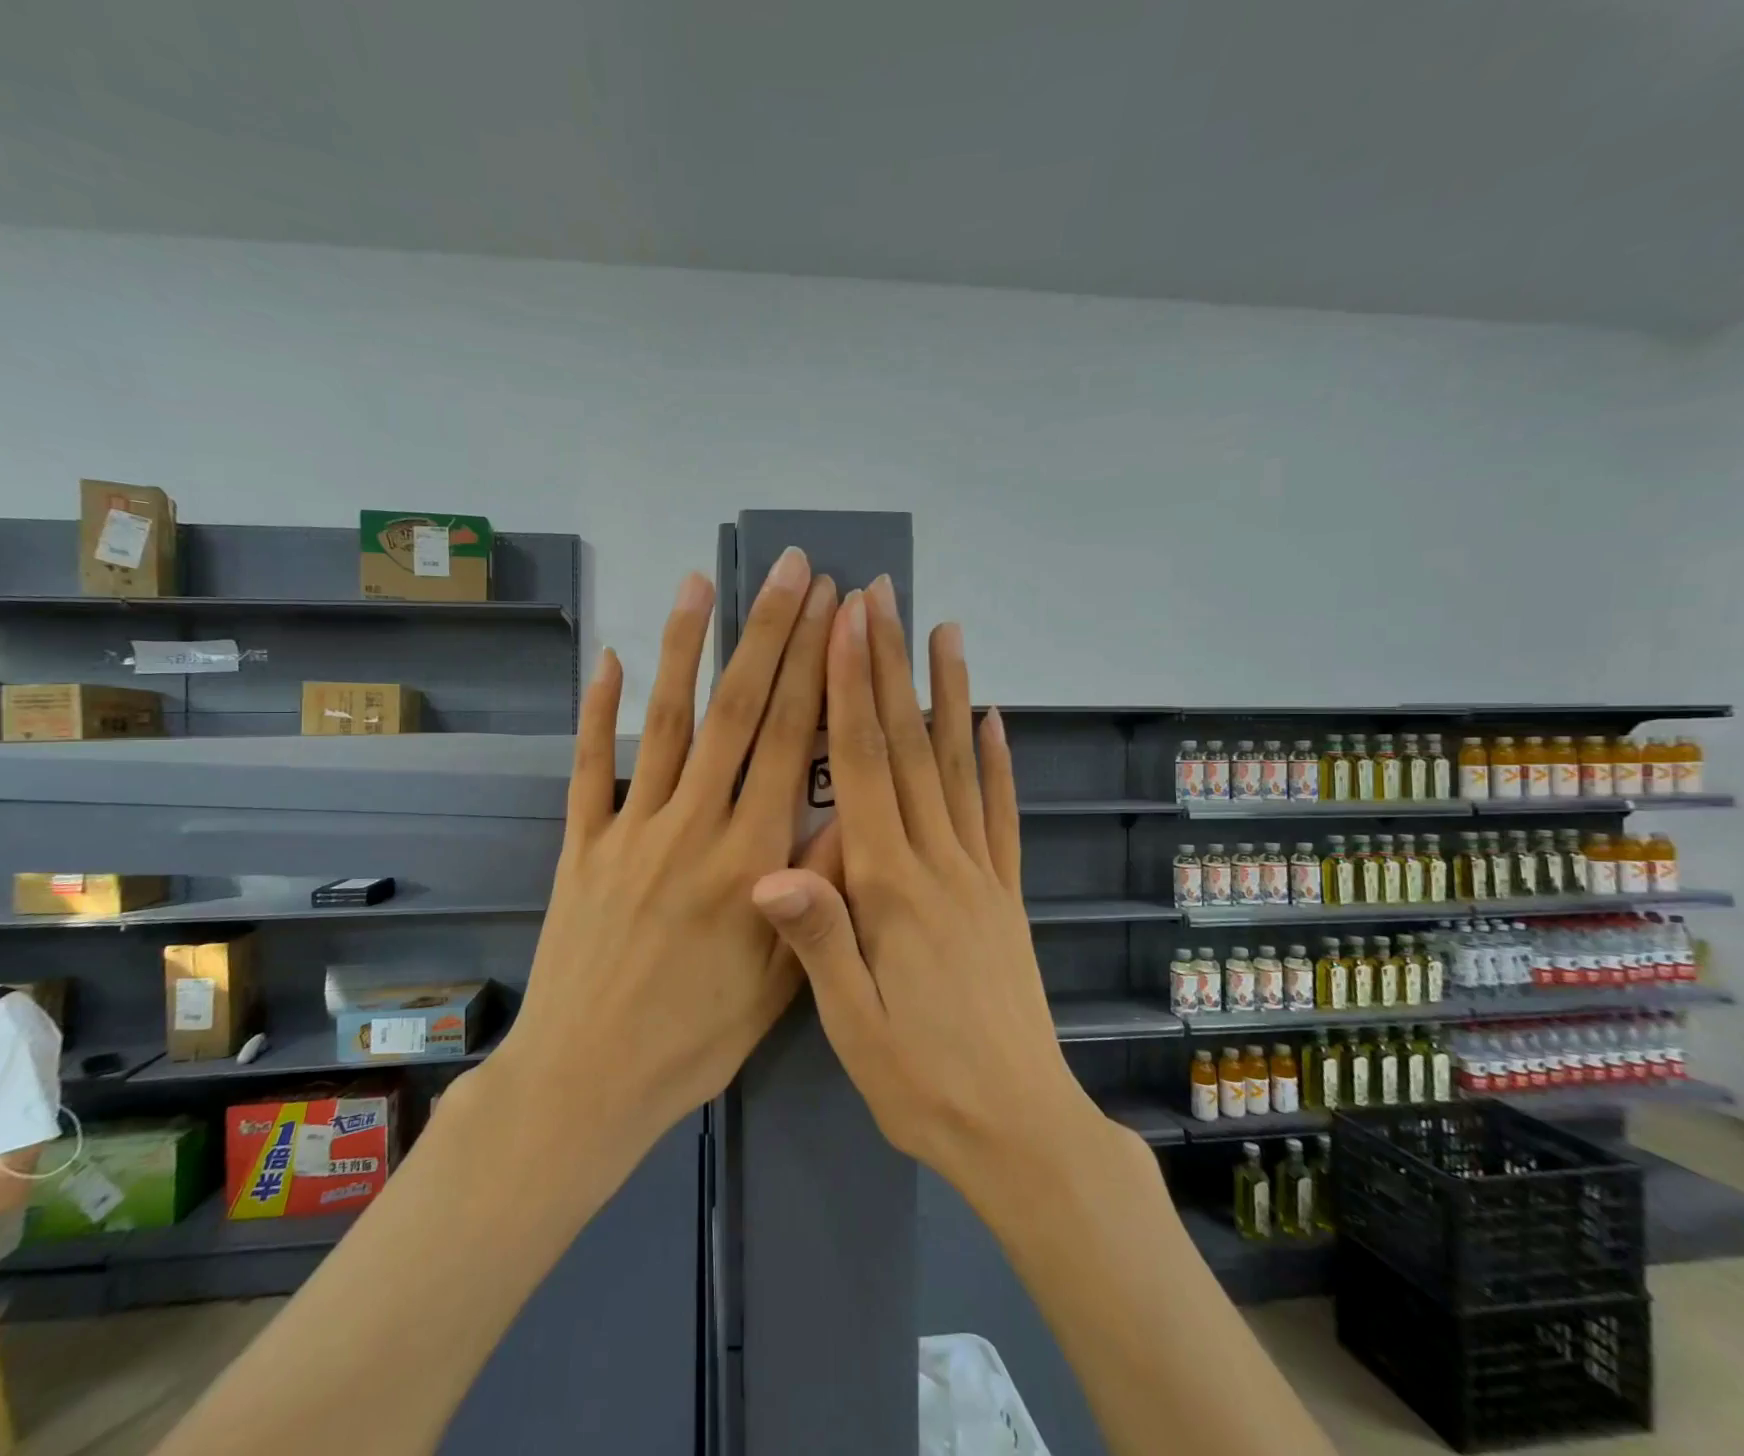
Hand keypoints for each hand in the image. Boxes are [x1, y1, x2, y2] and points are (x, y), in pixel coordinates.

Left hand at [494, 551, 839, 1148]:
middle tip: (789, 569)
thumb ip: (815, 892)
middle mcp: (694, 828)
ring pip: (666, 723)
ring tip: (700, 583)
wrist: (587, 1081)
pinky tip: (606, 658)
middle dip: (768, 633)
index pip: (795, 743)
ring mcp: (630, 830)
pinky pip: (589, 767)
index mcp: (752, 860)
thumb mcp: (781, 981)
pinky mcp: (580, 844)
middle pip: (739, 712)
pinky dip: (596, 711)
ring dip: (685, 648)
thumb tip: (849, 813)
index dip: (817, 669)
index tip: (834, 613)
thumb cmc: (695, 1039)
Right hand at [751, 580, 1117, 1191]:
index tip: (845, 626)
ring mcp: (980, 874)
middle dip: (891, 667)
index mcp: (890, 888)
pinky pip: (1002, 814)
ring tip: (946, 630)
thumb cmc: (921, 1080)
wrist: (1020, 1131)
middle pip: (910, 747)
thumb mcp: (853, 1025)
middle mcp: (939, 863)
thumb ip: (818, 939)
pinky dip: (998, 761)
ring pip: (960, 766)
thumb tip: (769, 866)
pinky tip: (993, 719)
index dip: (850, 691)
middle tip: (883, 598)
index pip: (864, 768)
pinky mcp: (1005, 895)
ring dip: (949, 693)